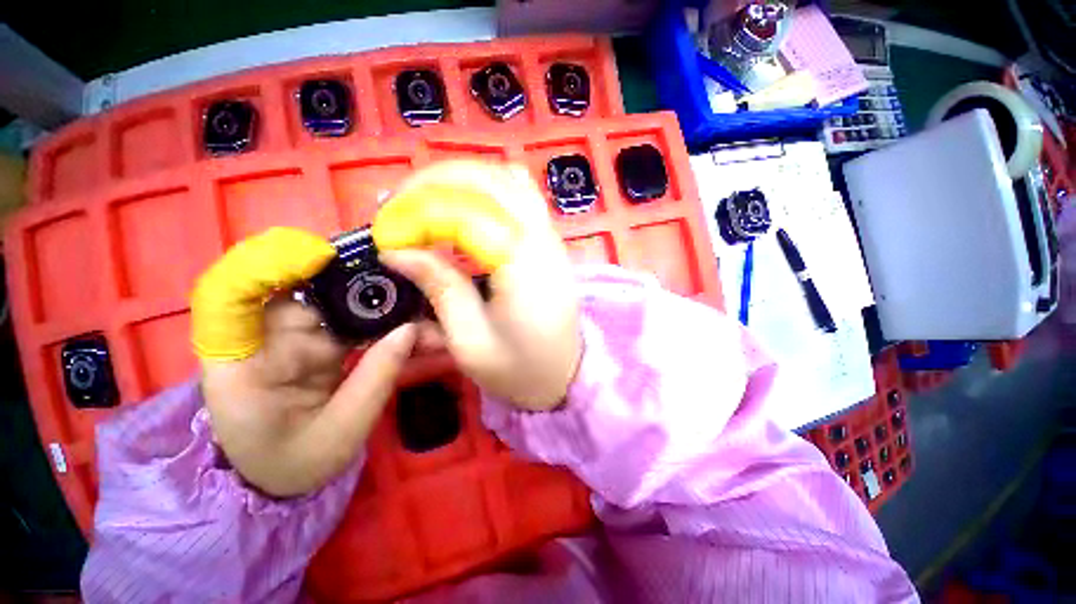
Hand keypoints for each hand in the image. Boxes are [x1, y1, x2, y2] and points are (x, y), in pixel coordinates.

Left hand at [191, 228, 415, 497]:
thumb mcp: (342, 432)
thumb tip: (410, 328)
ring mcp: (286, 337)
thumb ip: (376, 378)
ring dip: (361, 286)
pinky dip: (370, 306)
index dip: (263, 265)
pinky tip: (398, 305)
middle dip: (337, 269)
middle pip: (288, 286)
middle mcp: (257, 341)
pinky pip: (341, 313)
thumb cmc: (297, 463)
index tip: (318, 256)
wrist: (284, 474)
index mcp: (239, 368)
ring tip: (404, 284)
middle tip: (389, 264)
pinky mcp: (311, 339)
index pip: (226, 298)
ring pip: (321, 295)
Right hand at [373, 161, 581, 410]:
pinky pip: (521, 194)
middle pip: (490, 180)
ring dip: (461, 180)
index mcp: (524, 267)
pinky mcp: (551, 241)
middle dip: (435, 182)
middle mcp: (543, 240)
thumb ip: (440, 288)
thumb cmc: (519, 369)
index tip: (386, 236)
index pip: (467, 213)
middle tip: (398, 205)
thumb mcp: (470, 341)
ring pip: (508, 179)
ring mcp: (552, 237)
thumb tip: (396, 251)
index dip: (419, 215)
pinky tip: (464, 206)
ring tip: (426, 201)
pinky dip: (487, 189)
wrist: (565, 375)